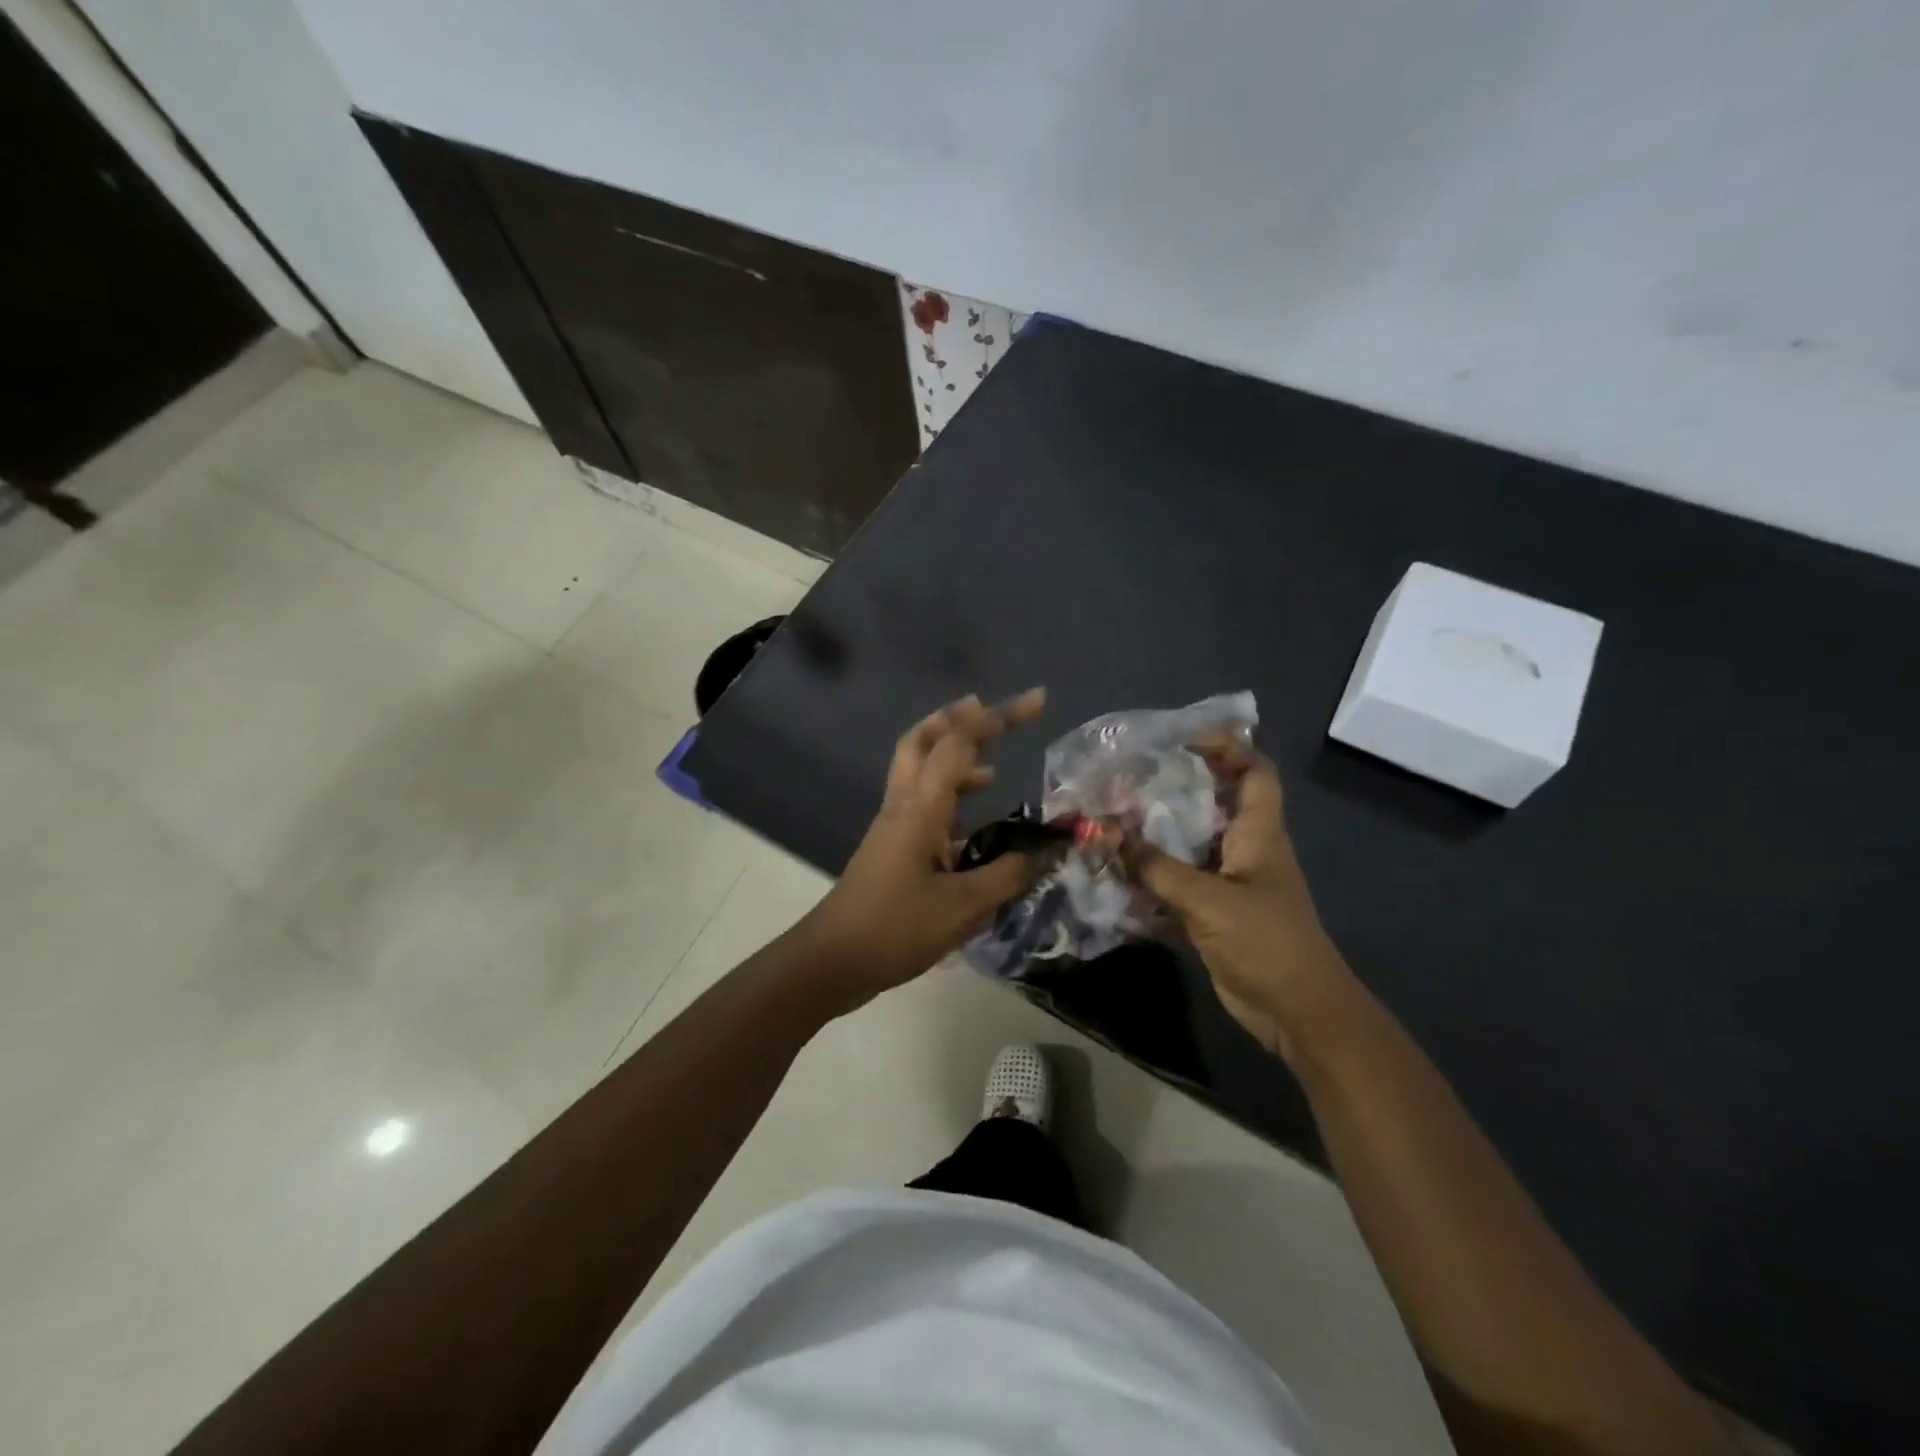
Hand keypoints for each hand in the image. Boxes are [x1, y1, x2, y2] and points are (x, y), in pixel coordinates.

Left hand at [796, 688, 1049, 1009]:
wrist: (831, 962)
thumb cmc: (894, 929)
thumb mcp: (962, 907)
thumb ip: (1008, 876)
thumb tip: (1046, 852)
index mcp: (920, 808)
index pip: (958, 743)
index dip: (998, 717)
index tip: (1038, 702)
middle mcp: (903, 805)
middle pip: (922, 740)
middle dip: (959, 718)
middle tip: (991, 712)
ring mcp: (893, 825)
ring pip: (919, 770)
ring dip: (953, 757)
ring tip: (993, 769)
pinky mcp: (891, 848)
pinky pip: (923, 804)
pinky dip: (950, 798)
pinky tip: (976, 828)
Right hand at [1129, 736, 1354, 1063]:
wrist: (1296, 1011)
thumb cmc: (1266, 942)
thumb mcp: (1208, 900)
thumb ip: (1156, 868)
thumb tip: (1106, 835)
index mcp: (1259, 833)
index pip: (1254, 772)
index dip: (1228, 747)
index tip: (1182, 739)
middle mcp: (1244, 849)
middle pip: (1213, 804)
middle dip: (1173, 788)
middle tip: (1128, 778)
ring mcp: (1228, 882)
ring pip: (1189, 844)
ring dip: (1155, 834)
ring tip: (1111, 818)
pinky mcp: (1212, 913)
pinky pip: (1176, 883)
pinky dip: (1150, 876)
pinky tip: (1115, 872)